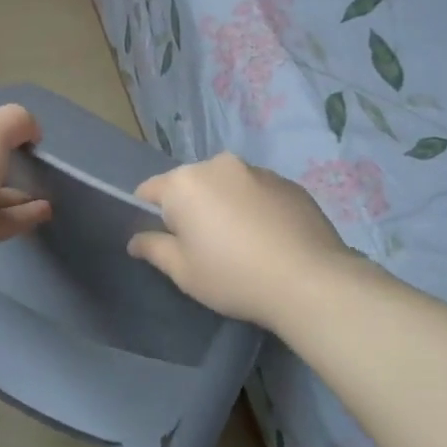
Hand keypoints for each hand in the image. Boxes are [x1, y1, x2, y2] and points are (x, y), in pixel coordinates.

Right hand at [128, 153, 384, 326]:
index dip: (149, 215)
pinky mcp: (288, 182)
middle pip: (190, 184)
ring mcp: (257, 170)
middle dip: (190, 208)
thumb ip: (154, 248)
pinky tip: (268, 239)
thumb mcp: (183, 271)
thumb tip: (135, 240)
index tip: (164, 241)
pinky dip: (254, 208)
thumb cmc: (233, 276)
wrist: (310, 281)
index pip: (149, 190)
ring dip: (224, 205)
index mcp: (184, 183)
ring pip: (226, 186)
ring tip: (242, 243)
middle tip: (204, 247)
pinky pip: (257, 191)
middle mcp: (218, 165)